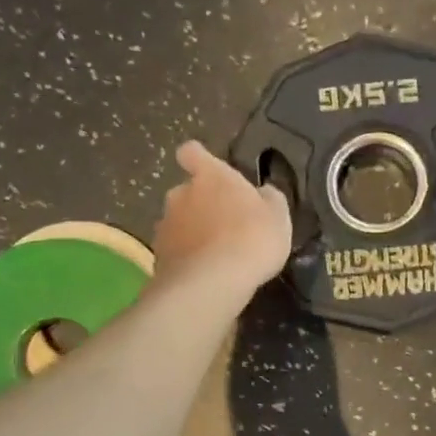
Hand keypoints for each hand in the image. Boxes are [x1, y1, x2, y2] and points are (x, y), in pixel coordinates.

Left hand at [152, 140, 292, 297]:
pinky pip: (174, 251)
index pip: (192, 153)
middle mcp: (180, 194)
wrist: (212, 283)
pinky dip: (185, 258)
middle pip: (186, 192)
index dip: (198, 159)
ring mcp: (165, 225)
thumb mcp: (277, 216)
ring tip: (214, 255)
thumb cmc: (252, 239)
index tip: (208, 171)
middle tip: (223, 225)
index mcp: (210, 176)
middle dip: (200, 205)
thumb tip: (263, 193)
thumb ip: (269, 199)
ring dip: (192, 233)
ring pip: (178, 222)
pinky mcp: (158, 256)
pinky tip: (203, 274)